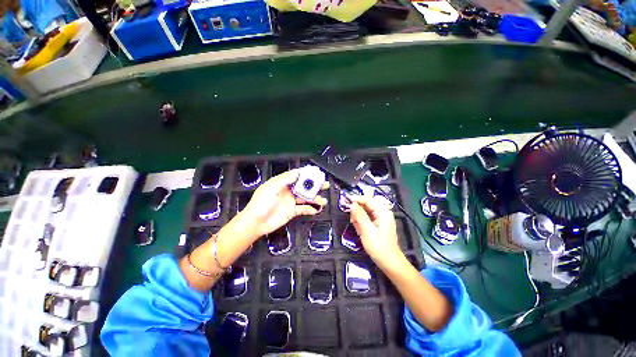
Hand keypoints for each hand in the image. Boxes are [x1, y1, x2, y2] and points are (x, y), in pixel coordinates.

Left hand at [240, 168, 328, 237]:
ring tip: (323, 201)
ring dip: (315, 199)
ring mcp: (290, 202)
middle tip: (325, 185)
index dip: (307, 174)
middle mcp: (288, 191)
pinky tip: (317, 210)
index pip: (297, 176)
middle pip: (304, 187)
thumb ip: (285, 179)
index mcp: (282, 183)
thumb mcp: (271, 187)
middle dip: (314, 186)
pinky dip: (310, 209)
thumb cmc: (261, 203)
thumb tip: (298, 172)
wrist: (255, 223)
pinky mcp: (292, 212)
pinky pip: (303, 209)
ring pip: (305, 198)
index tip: (317, 173)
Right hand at [349, 195, 400, 263]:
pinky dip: (361, 223)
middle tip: (352, 220)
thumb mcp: (367, 230)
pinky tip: (360, 230)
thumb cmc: (379, 247)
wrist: (389, 263)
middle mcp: (382, 212)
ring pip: (365, 212)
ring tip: (357, 227)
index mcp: (382, 211)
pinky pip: (366, 219)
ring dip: (358, 218)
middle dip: (357, 211)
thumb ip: (359, 215)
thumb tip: (352, 204)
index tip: (345, 201)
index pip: (367, 199)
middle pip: (366, 205)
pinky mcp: (377, 225)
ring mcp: (380, 219)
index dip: (356, 199)